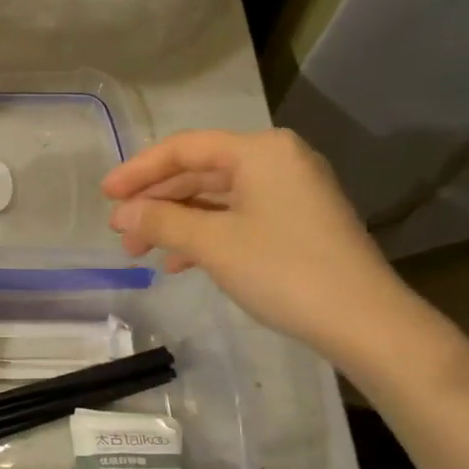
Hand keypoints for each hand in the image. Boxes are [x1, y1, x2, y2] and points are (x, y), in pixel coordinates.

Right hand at [103, 129, 430, 371]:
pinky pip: (238, 217)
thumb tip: (121, 213)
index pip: (185, 148)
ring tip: (141, 251)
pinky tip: (180, 262)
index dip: (139, 171)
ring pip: (217, 198)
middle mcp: (277, 161)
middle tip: (120, 232)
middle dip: (156, 202)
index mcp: (260, 151)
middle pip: (200, 172)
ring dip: (176, 222)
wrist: (363, 320)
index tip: (104, 195)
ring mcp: (290, 192)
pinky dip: (205, 234)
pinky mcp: (297, 222)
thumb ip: (162, 221)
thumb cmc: (282, 270)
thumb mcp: (213, 243)